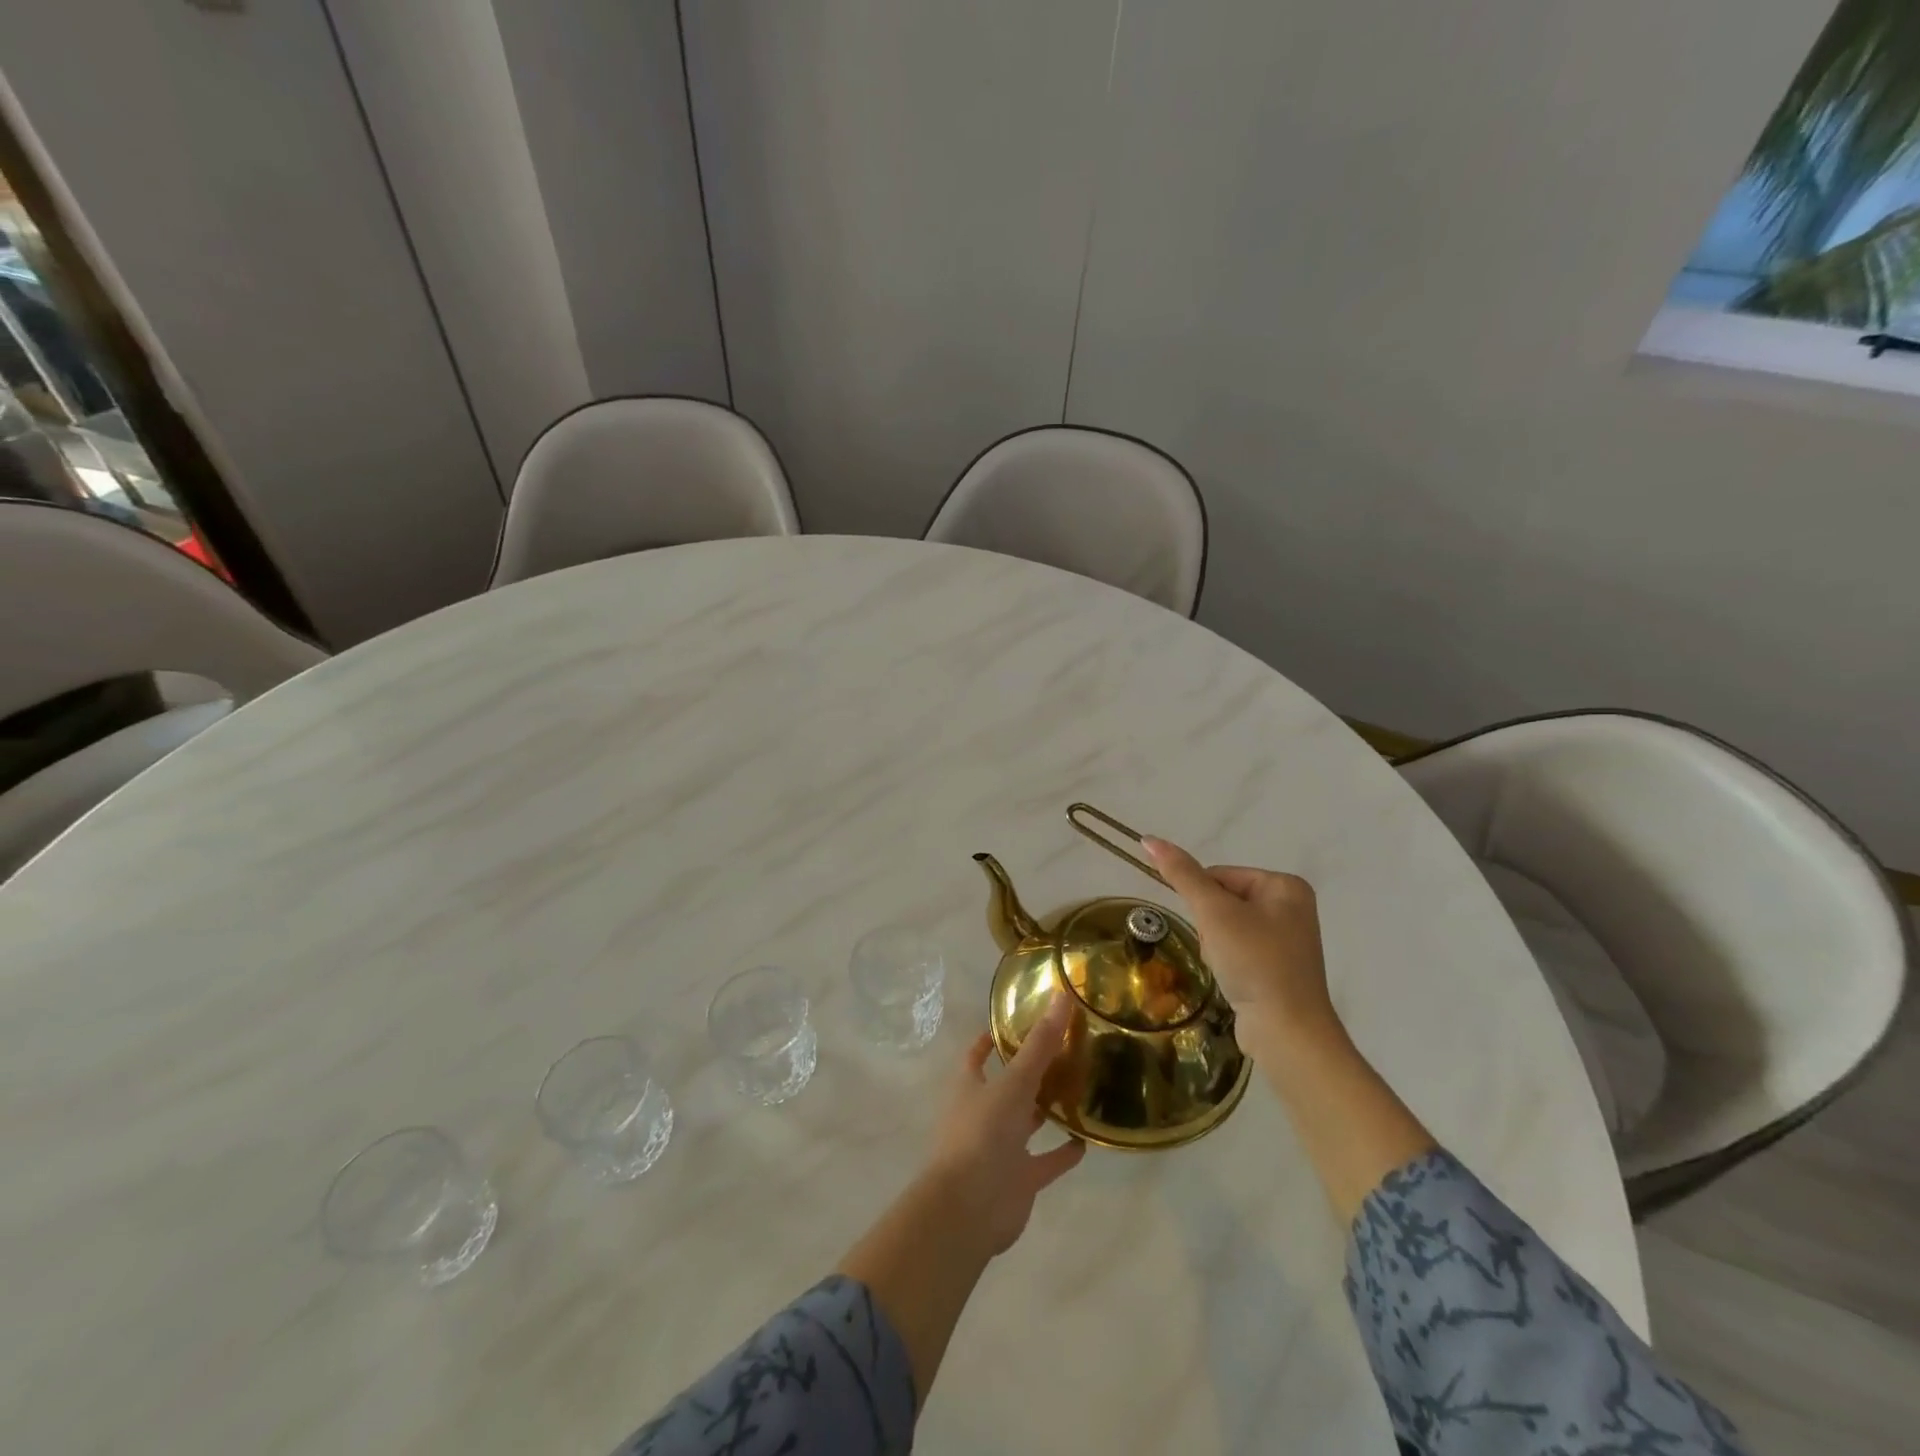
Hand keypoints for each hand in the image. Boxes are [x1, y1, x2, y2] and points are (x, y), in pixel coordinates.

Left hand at [921, 995, 1086, 1256]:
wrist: (969, 1208)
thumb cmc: (983, 1133)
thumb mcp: (1014, 1082)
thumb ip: (1040, 1044)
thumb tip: (1062, 996)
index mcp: (970, 1086)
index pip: (977, 1055)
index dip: (991, 1039)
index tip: (1014, 1022)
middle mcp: (983, 1113)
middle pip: (1008, 1086)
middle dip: (1030, 1072)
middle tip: (1065, 1051)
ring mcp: (1001, 1148)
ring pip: (1027, 1122)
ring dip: (1047, 1110)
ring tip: (1080, 1089)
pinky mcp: (1020, 1179)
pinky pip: (1045, 1161)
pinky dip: (1062, 1153)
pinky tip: (1086, 1141)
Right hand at [1142, 836, 1337, 1049]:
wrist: (1287, 1032)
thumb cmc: (1254, 962)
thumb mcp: (1214, 913)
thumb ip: (1182, 874)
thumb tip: (1149, 839)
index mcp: (1285, 885)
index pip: (1220, 875)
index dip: (1204, 900)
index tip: (1211, 928)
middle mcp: (1291, 907)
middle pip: (1223, 900)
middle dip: (1210, 925)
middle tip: (1221, 950)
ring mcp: (1287, 939)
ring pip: (1226, 927)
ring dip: (1215, 945)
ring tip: (1227, 968)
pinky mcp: (1279, 968)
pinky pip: (1239, 950)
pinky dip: (1228, 962)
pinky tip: (1233, 980)